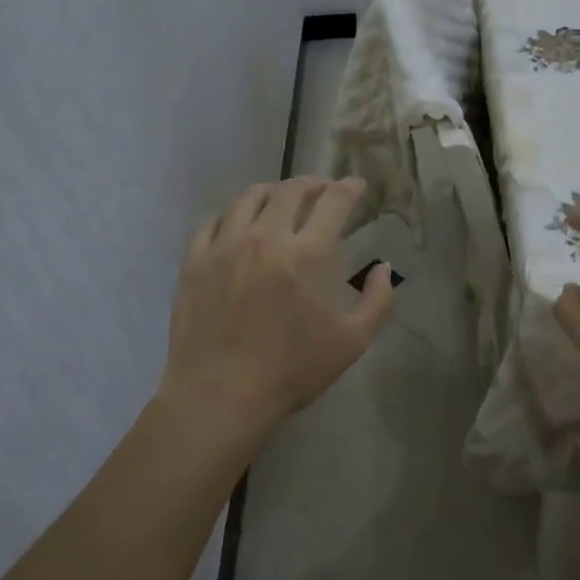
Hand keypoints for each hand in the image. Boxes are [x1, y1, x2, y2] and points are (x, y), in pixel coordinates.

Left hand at [158, 177, 394, 446]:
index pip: (334, 202)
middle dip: (311, 183)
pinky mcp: (195, 261)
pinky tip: (237, 225)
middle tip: (320, 189)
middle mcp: (266, 237)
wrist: (221, 396)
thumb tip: (384, 268)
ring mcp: (225, 246)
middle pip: (290, 190)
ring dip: (271, 192)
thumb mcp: (353, 342)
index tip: (356, 186)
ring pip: (248, 198)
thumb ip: (377, 300)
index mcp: (308, 253)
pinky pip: (212, 222)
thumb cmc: (293, 370)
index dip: (349, 188)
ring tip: (279, 200)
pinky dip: (231, 216)